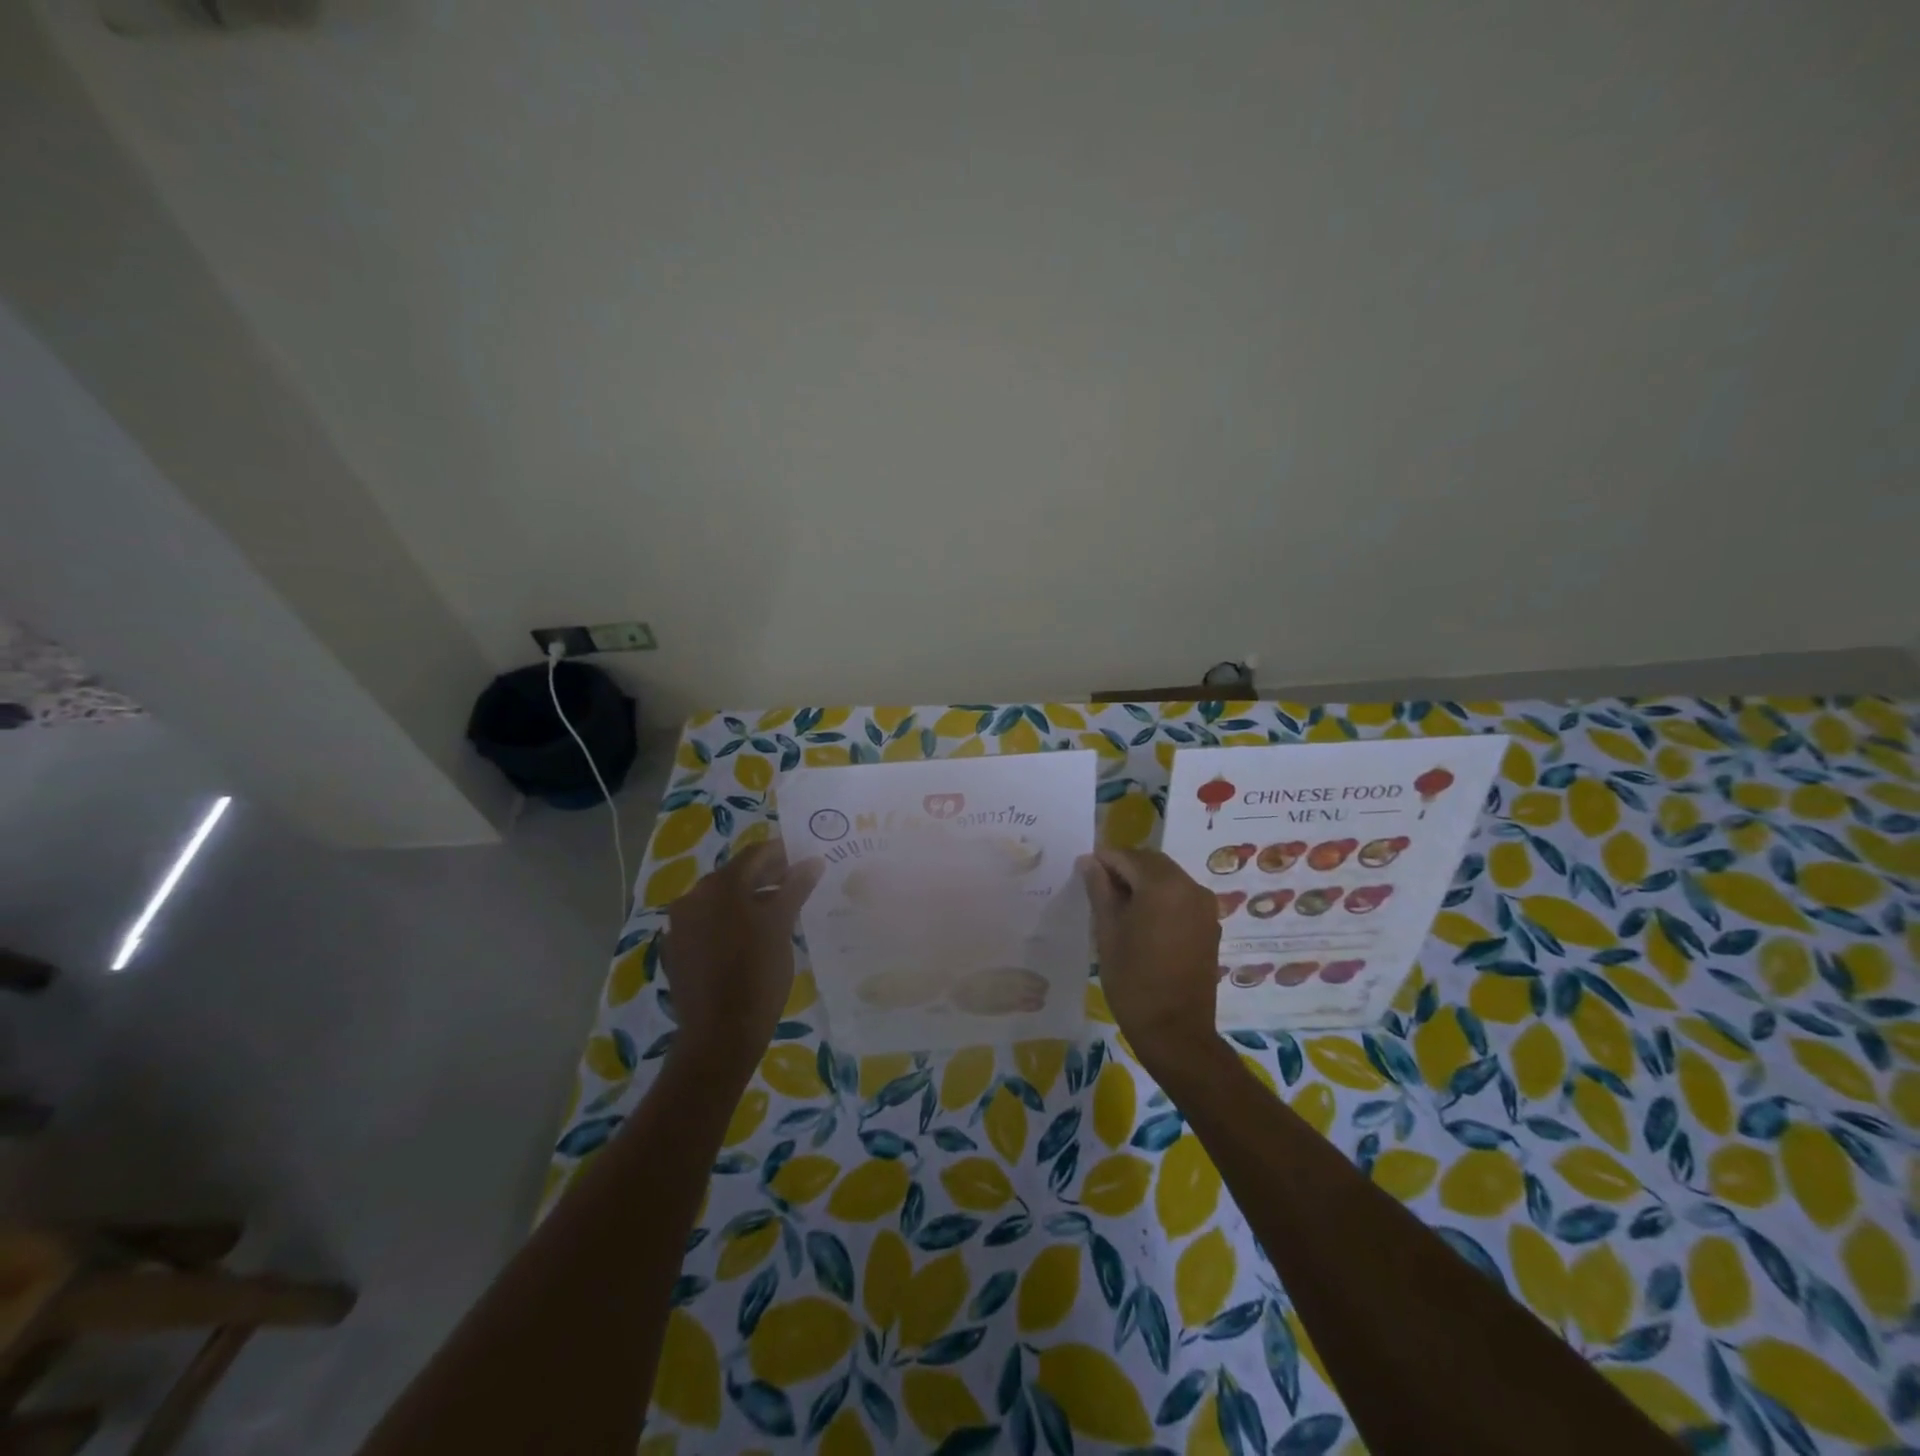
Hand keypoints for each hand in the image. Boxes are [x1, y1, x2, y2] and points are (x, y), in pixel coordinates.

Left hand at [661, 843, 822, 1067]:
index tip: (805, 858)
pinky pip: (707, 925)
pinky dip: (730, 923)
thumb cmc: (757, 973)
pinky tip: (750, 939)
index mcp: (719, 885)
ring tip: (779, 911)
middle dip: (767, 876)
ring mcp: (680, 926)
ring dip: (749, 899)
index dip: (782, 852)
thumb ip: (796, 887)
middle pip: (736, 875)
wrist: (720, 1035)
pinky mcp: (676, 952)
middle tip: (797, 883)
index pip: (755, 854)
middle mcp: (693, 897)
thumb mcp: (782, 925)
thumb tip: (812, 861)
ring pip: (721, 901)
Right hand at [1081, 848, 1221, 1072]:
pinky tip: (1142, 919)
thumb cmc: (1133, 980)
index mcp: (1163, 885)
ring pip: (1168, 877)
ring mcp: (1204, 906)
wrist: (1175, 1031)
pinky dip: (1161, 896)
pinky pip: (1181, 896)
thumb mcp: (1107, 932)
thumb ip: (1100, 890)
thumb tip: (1089, 861)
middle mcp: (1190, 886)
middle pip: (1151, 862)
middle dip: (1124, 867)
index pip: (1127, 856)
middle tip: (1098, 887)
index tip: (1083, 870)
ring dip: (1143, 881)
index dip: (1103, 860)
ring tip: (1118, 905)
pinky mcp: (1210, 924)